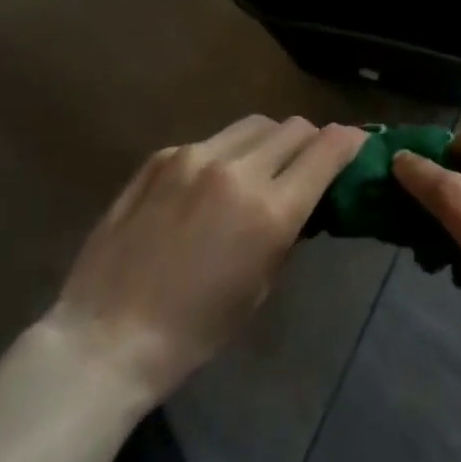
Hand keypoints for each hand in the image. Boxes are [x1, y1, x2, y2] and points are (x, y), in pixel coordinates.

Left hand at [50, 115, 366, 406]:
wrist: (105, 337)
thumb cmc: (193, 332)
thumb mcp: (259, 286)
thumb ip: (287, 228)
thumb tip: (303, 194)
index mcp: (269, 210)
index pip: (327, 149)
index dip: (349, 142)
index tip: (355, 145)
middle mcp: (237, 169)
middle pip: (294, 127)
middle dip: (310, 141)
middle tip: (306, 163)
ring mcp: (195, 156)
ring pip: (254, 124)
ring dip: (269, 141)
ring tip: (258, 168)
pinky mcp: (163, 155)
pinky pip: (211, 140)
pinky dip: (224, 155)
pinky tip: (206, 187)